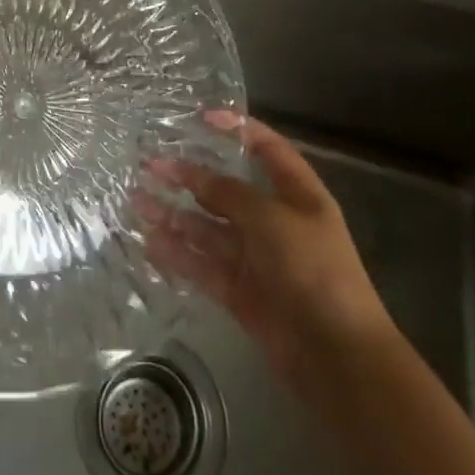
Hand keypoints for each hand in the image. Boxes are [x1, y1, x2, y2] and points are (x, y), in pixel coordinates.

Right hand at [138, 112, 391, 387]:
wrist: (338, 357)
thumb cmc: (313, 270)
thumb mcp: (271, 219)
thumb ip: (228, 193)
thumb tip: (192, 173)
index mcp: (296, 194)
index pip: (267, 148)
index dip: (238, 129)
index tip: (202, 118)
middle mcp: (275, 221)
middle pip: (226, 190)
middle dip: (189, 177)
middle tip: (149, 166)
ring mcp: (256, 258)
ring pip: (208, 229)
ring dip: (175, 216)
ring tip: (137, 202)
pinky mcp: (240, 292)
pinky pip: (204, 265)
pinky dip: (178, 255)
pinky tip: (150, 244)